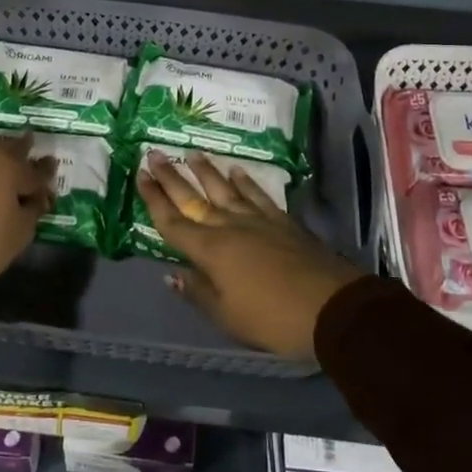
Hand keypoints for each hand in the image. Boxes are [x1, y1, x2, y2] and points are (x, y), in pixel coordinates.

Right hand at [136, 150, 362, 361]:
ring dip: (206, 171)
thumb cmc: (272, 318)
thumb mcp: (227, 316)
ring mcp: (257, 220)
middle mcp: (228, 227)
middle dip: (171, 177)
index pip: (172, 221)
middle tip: (153, 154)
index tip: (139, 174)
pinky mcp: (283, 222)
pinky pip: (258, 195)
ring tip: (191, 153)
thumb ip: (198, 292)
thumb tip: (171, 274)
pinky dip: (246, 182)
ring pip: (224, 189)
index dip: (153, 198)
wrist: (331, 307)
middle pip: (193, 198)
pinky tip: (238, 170)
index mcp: (209, 251)